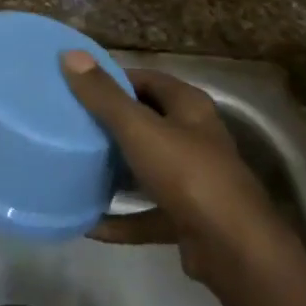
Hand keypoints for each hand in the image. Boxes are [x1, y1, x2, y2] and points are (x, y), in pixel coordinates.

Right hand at [60, 51, 293, 291]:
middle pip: (147, 121)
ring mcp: (194, 180)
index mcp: (189, 107)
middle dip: (111, 123)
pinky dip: (121, 218)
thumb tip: (70, 54)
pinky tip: (89, 224)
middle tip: (71, 124)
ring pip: (147, 167)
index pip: (147, 80)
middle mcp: (195, 138)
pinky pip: (147, 213)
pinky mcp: (188, 219)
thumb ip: (104, 95)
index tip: (78, 85)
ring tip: (76, 167)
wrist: (234, 250)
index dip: (114, 79)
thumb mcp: (139, 129)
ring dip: (116, 170)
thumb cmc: (188, 174)